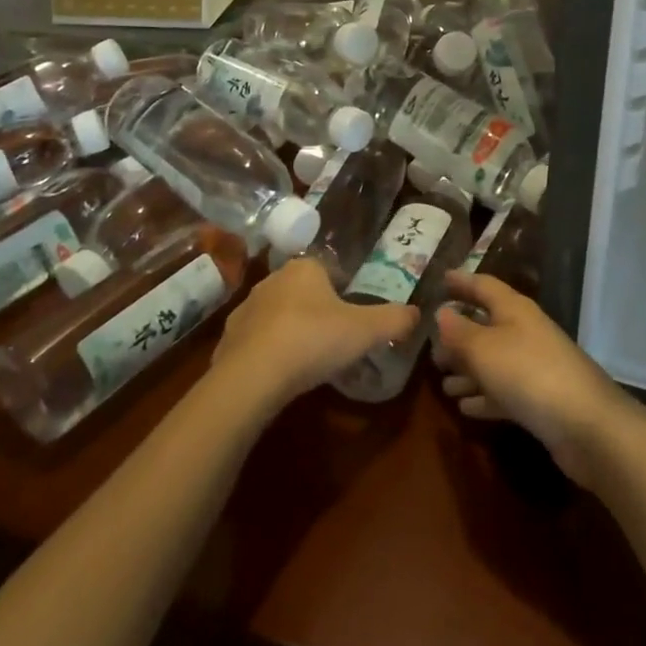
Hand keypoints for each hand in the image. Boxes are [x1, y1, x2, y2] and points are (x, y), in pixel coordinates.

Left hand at [210, 256, 417, 409]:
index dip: (342, 290)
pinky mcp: (227, 340)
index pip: (327, 270)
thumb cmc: (314, 340)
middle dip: (316, 310)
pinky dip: (267, 353)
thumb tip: (417, 313)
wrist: (252, 377)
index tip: (353, 315)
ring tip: (307, 359)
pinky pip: (255, 341)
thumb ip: (394, 319)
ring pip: (276, 315)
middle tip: (334, 338)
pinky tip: (279, 374)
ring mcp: (246, 309)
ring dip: (290, 330)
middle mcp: (272, 280)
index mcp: (305, 268)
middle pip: (301, 291)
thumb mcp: (366, 330)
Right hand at [433, 271, 643, 488]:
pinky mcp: (539, 400)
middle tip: (431, 347)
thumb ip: (459, 331)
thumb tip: (441, 313)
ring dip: (468, 371)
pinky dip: (484, 397)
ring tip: (442, 383)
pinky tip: (465, 408)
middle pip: (487, 325)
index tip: (440, 279)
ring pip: (493, 362)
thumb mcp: (484, 348)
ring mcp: (534, 367)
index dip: (461, 282)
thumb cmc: (528, 373)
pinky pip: (503, 392)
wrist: (586, 425)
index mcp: (514, 309)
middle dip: (458, 335)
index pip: (483, 286)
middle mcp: (525, 332)